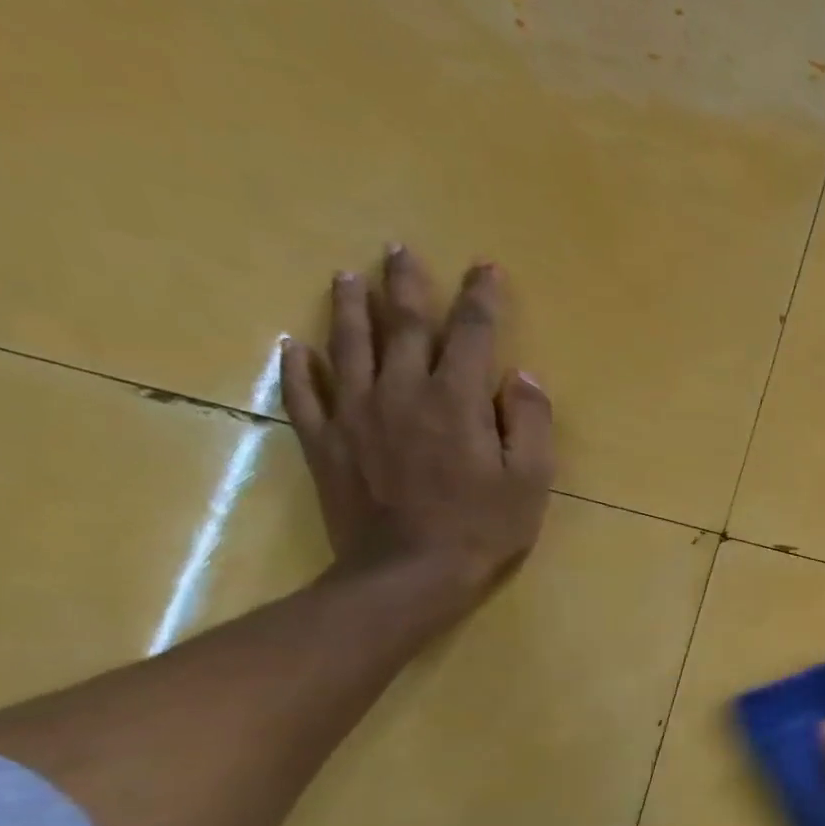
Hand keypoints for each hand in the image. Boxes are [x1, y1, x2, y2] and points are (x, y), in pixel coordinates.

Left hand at [279, 246, 554, 609]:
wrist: (407, 575)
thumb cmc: (482, 528)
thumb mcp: (530, 480)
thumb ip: (531, 424)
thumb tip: (523, 377)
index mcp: (456, 400)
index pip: (471, 334)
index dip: (481, 299)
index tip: (486, 268)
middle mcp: (401, 392)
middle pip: (402, 325)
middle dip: (407, 285)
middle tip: (400, 250)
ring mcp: (355, 415)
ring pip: (348, 346)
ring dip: (349, 308)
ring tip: (347, 276)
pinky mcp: (325, 443)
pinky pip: (304, 393)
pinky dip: (298, 366)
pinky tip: (294, 346)